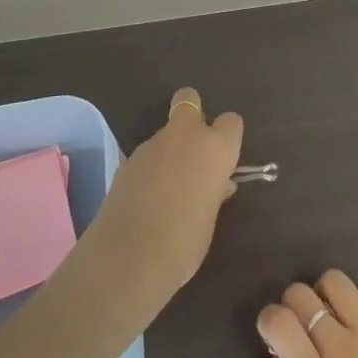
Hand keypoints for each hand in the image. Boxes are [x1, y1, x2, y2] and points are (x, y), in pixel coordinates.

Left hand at [81, 88, 242, 319]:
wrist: (129, 257)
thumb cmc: (185, 242)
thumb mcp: (209, 218)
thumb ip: (214, 192)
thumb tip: (217, 184)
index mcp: (215, 148)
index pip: (231, 122)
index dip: (228, 137)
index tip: (224, 159)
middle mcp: (184, 136)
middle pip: (189, 100)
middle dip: (192, 116)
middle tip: (193, 152)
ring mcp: (151, 145)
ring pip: (165, 134)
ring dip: (169, 151)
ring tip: (167, 191)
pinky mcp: (126, 160)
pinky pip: (147, 156)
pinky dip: (149, 169)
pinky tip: (146, 199)